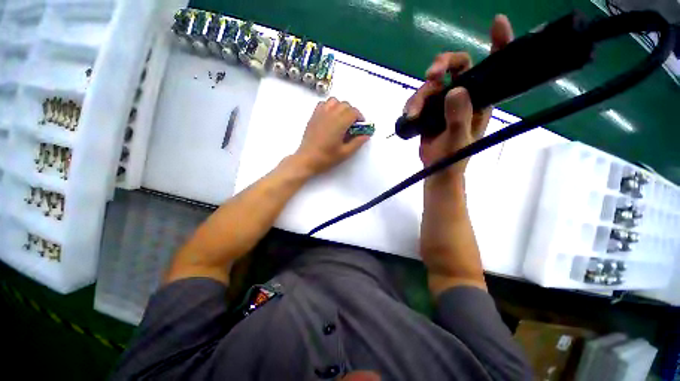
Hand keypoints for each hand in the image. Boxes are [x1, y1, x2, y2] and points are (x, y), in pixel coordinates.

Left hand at [294, 97, 368, 175]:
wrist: (307, 159)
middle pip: (345, 105)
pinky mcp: (313, 116)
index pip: (353, 112)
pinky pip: (323, 104)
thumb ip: (357, 142)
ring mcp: (320, 114)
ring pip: (334, 101)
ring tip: (341, 119)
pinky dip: (330, 107)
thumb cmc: (326, 158)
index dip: (360, 117)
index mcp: (339, 123)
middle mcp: (330, 114)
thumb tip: (366, 135)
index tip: (361, 126)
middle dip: (352, 112)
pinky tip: (331, 118)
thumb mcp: (345, 153)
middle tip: (352, 125)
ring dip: (341, 107)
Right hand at [404, 15, 513, 177]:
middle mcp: (463, 95)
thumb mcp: (460, 139)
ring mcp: (443, 102)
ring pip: (430, 85)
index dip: (498, 43)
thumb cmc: (454, 157)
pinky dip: (411, 105)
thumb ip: (459, 117)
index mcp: (480, 99)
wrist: (436, 168)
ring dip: (419, 96)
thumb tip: (454, 89)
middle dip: (441, 65)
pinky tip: (409, 116)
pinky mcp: (428, 110)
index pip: (493, 66)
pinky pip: (418, 98)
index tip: (497, 23)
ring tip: (412, 113)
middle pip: (455, 66)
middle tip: (431, 74)